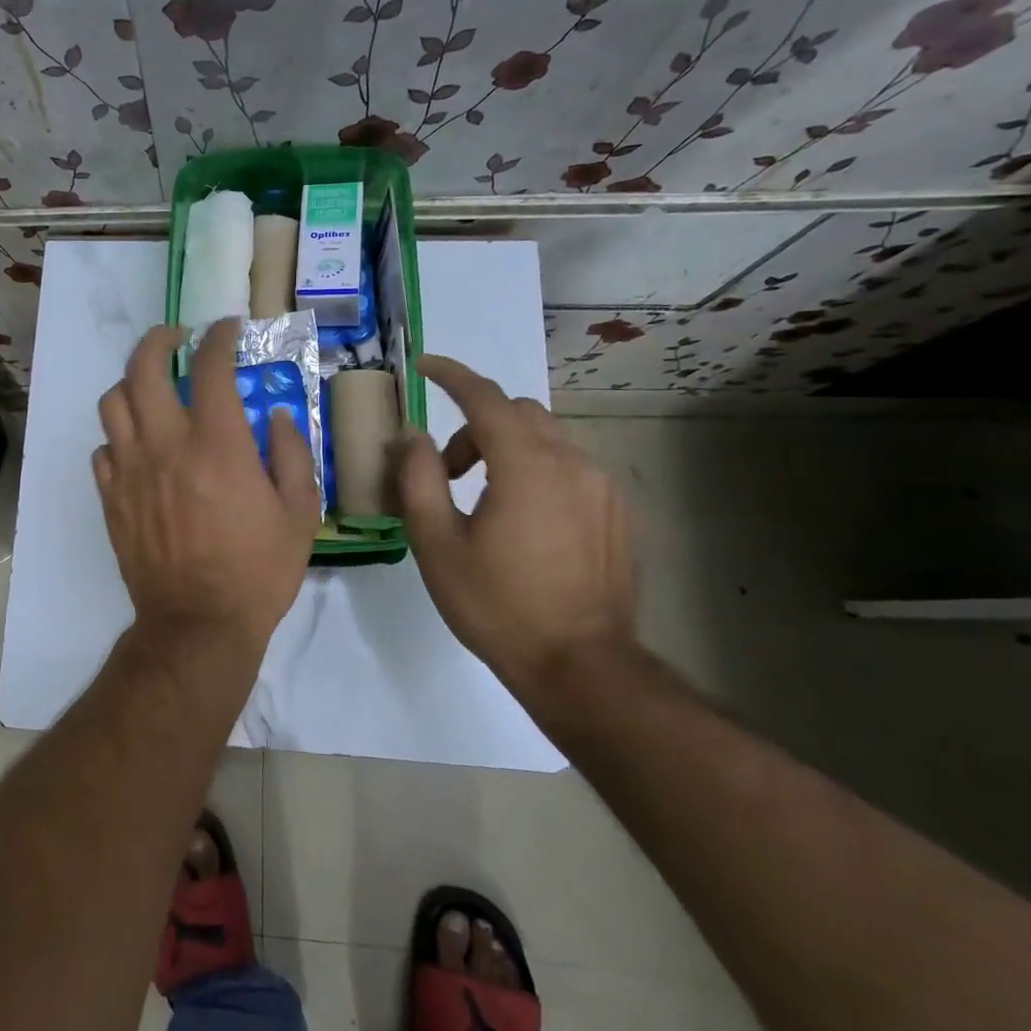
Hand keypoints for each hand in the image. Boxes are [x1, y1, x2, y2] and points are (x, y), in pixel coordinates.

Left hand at [94, 320, 322, 650]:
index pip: (210, 368)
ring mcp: (130, 471)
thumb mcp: (300, 514)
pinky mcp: (111, 498)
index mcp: (217, 444)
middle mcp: (165, 446)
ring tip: (152, 388)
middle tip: (177, 338)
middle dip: (159, 340)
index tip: (227, 330)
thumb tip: (278, 415)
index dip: (219, 338)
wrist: (198, 624)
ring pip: (113, 402)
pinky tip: (138, 446)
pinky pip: (103, 449)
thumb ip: (294, 454)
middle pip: (143, 368)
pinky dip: (119, 436)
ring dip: (133, 383)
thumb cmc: (257, 572)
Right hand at [397, 355, 636, 699]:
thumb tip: (413, 437)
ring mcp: (603, 488)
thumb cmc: (498, 605)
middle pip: (517, 414)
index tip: (425, 366)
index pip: (485, 398)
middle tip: (445, 471)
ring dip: (505, 449)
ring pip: (546, 439)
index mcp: (526, 466)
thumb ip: (418, 479)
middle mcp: (572, 463)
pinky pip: (570, 468)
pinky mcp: (618, 513)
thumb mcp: (437, 544)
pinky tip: (523, 521)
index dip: (452, 375)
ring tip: (482, 500)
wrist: (581, 665)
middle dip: (474, 427)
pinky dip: (536, 470)